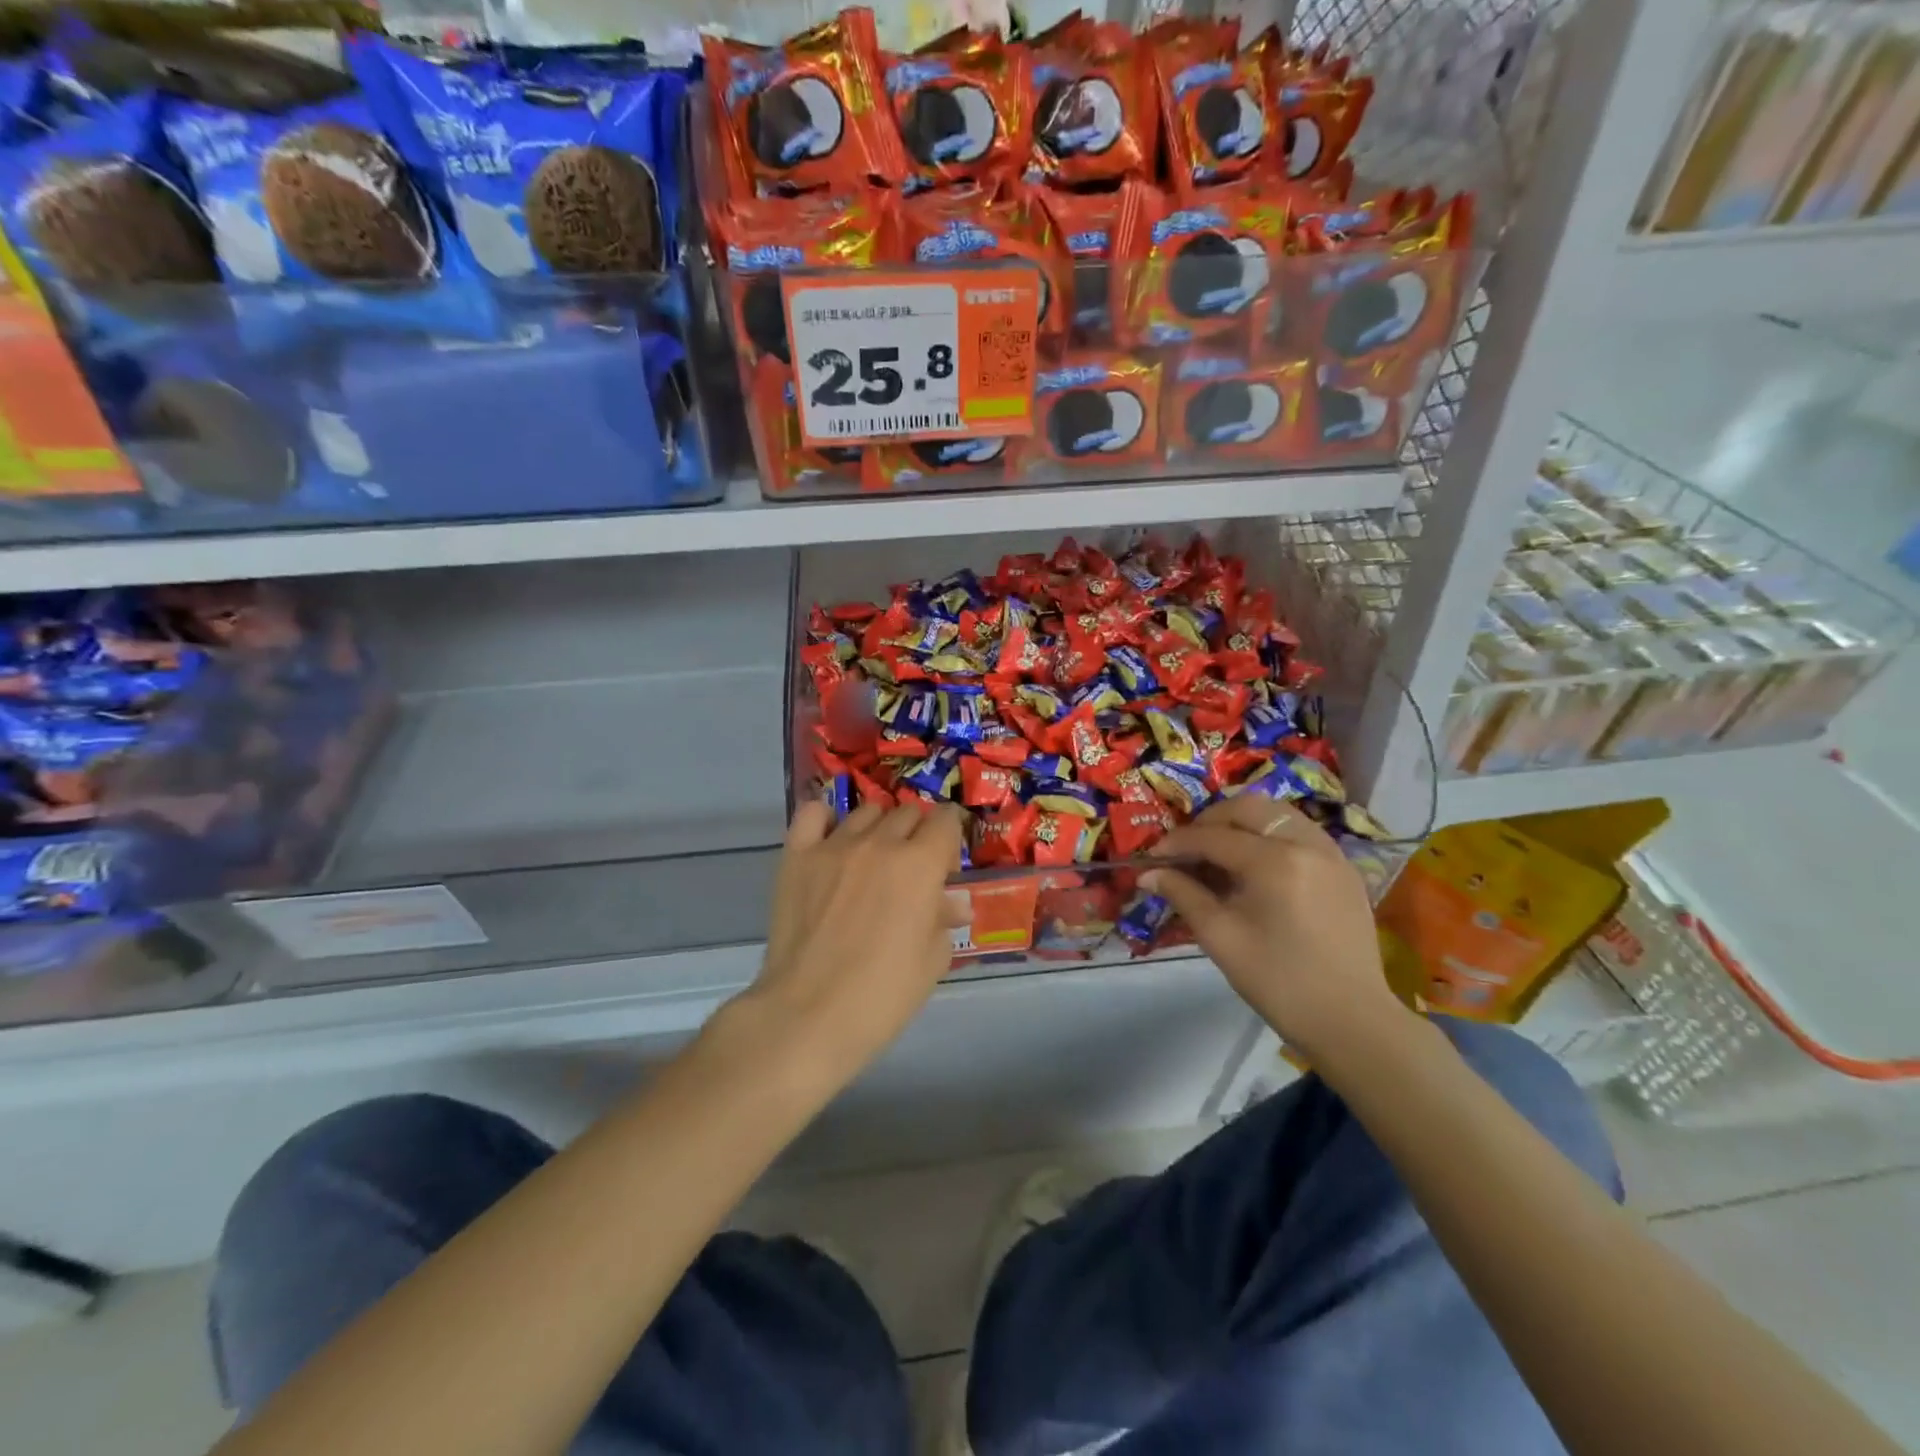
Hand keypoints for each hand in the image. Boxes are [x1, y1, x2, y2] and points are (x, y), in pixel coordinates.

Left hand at [743, 799, 967, 1083]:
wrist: (809, 1015)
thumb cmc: (882, 995)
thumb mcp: (932, 961)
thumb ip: (944, 920)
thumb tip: (952, 903)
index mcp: (920, 864)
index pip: (944, 820)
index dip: (950, 836)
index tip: (946, 861)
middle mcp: (880, 842)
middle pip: (907, 813)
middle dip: (917, 834)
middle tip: (911, 870)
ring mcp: (834, 846)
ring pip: (866, 812)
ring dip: (878, 829)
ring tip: (872, 860)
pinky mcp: (797, 856)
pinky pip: (813, 814)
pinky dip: (826, 819)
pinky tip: (832, 840)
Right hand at [1143, 795, 1405, 1060]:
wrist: (1350, 1021)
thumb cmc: (1278, 982)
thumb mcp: (1220, 937)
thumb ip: (1183, 895)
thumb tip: (1148, 874)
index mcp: (1274, 861)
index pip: (1214, 836)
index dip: (1178, 842)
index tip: (1153, 855)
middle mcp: (1306, 844)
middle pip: (1249, 808)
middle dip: (1211, 820)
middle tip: (1188, 846)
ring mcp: (1332, 853)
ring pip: (1279, 814)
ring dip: (1243, 822)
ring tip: (1220, 850)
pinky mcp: (1345, 869)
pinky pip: (1301, 832)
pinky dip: (1271, 835)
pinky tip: (1256, 865)